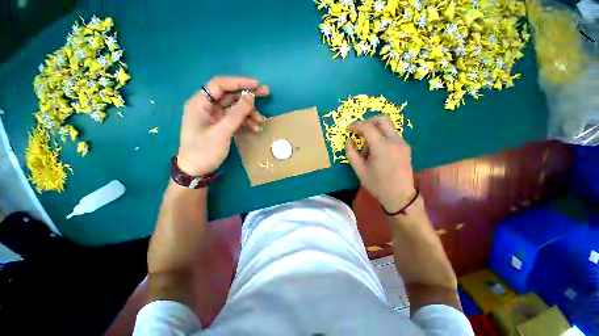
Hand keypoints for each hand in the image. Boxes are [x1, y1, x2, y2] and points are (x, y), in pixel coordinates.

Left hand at [177, 76, 269, 175]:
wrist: (196, 170)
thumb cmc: (204, 150)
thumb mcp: (222, 132)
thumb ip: (237, 114)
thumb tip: (251, 97)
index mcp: (200, 103)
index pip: (220, 84)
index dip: (239, 82)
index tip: (256, 85)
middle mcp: (207, 106)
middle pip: (230, 95)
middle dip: (247, 96)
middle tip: (266, 93)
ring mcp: (214, 117)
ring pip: (235, 108)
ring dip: (249, 113)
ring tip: (260, 121)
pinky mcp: (220, 126)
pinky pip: (235, 119)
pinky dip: (245, 122)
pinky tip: (255, 128)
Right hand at [346, 116, 416, 212]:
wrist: (400, 196)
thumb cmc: (377, 184)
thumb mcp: (359, 169)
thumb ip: (351, 152)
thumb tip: (349, 140)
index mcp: (382, 146)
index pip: (367, 127)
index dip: (355, 125)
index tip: (348, 129)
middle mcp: (394, 140)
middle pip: (382, 119)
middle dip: (368, 122)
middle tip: (359, 132)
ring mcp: (402, 143)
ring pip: (387, 126)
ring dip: (374, 131)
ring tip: (367, 148)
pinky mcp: (405, 147)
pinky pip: (391, 134)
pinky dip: (381, 136)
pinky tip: (376, 151)